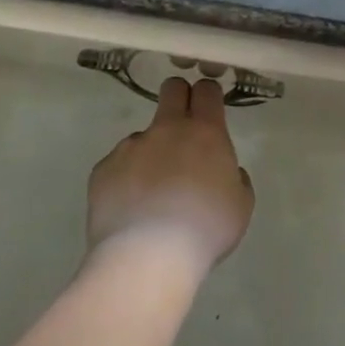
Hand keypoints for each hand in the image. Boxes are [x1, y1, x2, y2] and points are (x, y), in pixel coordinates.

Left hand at [85, 77, 253, 273]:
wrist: (147, 257)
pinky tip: (130, 207)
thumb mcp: (241, 204)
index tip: (210, 111)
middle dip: (179, 98)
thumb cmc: (206, 229)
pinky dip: (126, 178)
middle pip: (171, 89)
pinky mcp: (103, 169)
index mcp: (205, 132)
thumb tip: (225, 171)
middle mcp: (167, 129)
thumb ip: (235, 178)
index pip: (206, 90)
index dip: (208, 96)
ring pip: (143, 135)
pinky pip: (118, 164)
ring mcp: (130, 147)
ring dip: (151, 152)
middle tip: (183, 130)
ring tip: (152, 192)